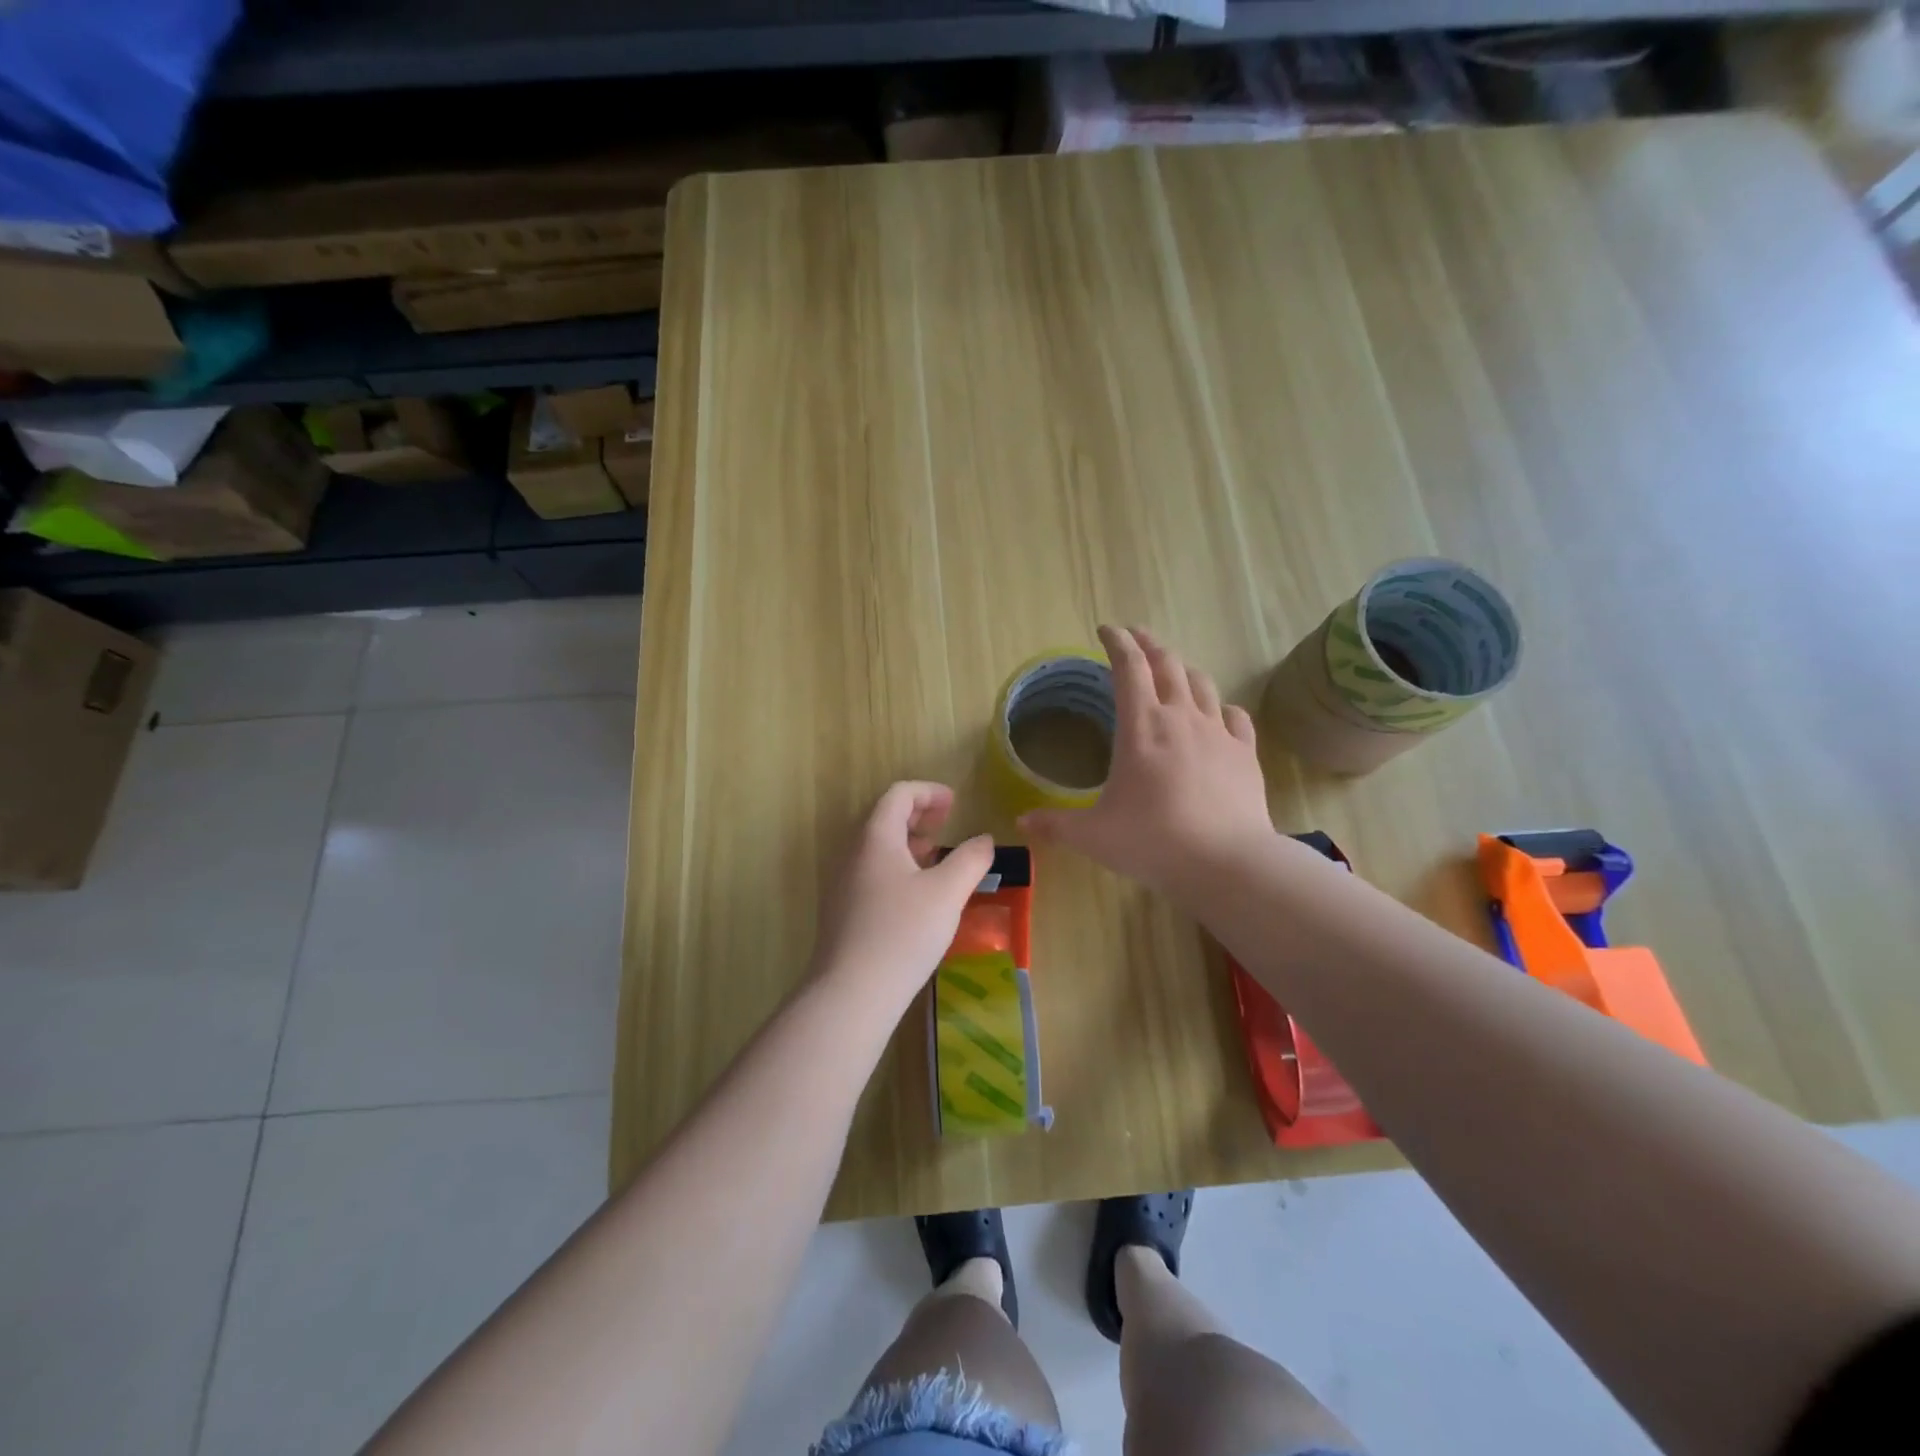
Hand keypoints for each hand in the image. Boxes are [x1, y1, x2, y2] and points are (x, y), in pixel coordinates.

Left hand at [811, 782, 994, 1004]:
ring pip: (877, 847)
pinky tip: (916, 895)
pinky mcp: (841, 911)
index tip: (955, 803)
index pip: (898, 795)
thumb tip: (984, 840)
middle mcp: (852, 853)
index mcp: (875, 837)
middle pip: (884, 817)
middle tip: (946, 824)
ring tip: (935, 858)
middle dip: (918, 815)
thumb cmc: (903, 933)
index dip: (928, 792)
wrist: (851, 993)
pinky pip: (870, 871)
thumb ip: (970, 859)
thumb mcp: (948, 893)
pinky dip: (896, 866)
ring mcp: (842, 883)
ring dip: (907, 842)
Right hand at [1020, 625, 1271, 902]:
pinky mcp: (1245, 752)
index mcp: (1141, 726)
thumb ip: (1056, 825)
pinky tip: (1218, 713)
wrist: (1226, 862)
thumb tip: (1021, 821)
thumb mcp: (1093, 836)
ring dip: (1183, 670)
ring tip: (1173, 670)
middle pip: (1167, 664)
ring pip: (1201, 684)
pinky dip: (1221, 707)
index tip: (1107, 630)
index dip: (1117, 642)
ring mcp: (1218, 732)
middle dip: (1149, 645)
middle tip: (1137, 638)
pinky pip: (1235, 717)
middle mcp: (1180, 717)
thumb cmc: (1152, 841)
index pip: (1128, 668)